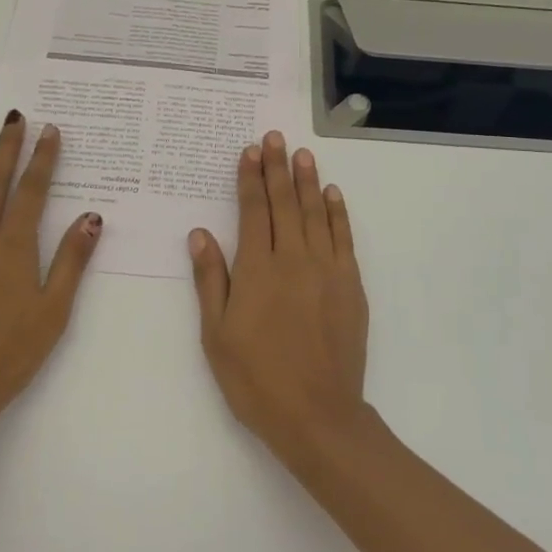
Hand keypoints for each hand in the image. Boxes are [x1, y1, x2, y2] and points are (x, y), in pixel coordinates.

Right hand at [189, 130, 369, 468]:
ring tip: (302, 153)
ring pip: (315, 213)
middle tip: (275, 136)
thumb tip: (200, 233)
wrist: (318, 415)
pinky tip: (332, 193)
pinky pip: (344, 238)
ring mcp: (327, 270)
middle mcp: (294, 259)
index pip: (253, 211)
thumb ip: (211, 280)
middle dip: (277, 168)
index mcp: (257, 270)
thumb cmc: (256, 379)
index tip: (249, 151)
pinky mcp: (350, 285)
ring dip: (307, 180)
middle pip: (285, 203)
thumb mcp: (216, 334)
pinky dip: (337, 212)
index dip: (250, 179)